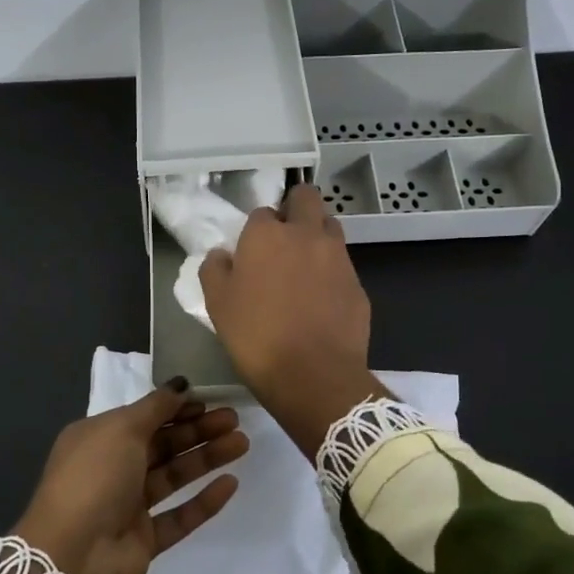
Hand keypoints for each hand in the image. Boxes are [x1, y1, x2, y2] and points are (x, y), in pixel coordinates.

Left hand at [13, 379, 246, 573]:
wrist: (73, 558)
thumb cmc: (94, 479)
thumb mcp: (120, 429)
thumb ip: (155, 407)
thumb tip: (181, 385)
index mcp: (97, 438)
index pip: (143, 417)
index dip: (176, 408)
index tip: (209, 400)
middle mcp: (111, 468)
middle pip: (162, 444)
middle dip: (197, 430)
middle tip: (234, 418)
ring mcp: (127, 506)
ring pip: (173, 476)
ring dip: (206, 458)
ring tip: (242, 443)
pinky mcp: (144, 539)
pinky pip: (179, 516)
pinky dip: (203, 500)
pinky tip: (231, 484)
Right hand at [199, 183, 385, 459]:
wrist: (313, 375)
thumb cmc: (256, 336)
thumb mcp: (217, 304)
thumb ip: (215, 270)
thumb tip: (221, 255)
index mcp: (267, 234)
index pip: (261, 212)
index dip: (256, 230)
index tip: (251, 252)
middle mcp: (306, 234)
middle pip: (306, 198)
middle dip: (296, 207)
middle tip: (285, 236)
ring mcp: (338, 257)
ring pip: (330, 227)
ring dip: (317, 235)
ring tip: (304, 267)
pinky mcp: (358, 284)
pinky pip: (343, 266)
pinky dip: (332, 273)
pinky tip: (322, 300)